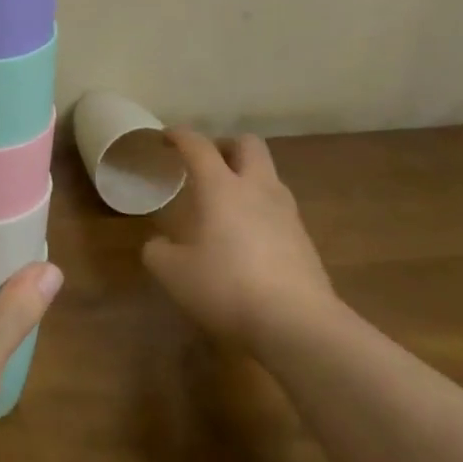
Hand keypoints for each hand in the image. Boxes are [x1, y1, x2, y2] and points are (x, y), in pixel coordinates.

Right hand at [142, 129, 336, 350]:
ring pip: (268, 175)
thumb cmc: (227, 287)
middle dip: (225, 146)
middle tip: (206, 164)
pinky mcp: (304, 239)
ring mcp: (286, 212)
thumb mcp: (173, 274)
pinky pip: (279, 207)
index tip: (165, 138)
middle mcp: (257, 188)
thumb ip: (158, 252)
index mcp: (221, 186)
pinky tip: (247, 237)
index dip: (179, 136)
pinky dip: (260, 209)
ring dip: (247, 177)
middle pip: (248, 144)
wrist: (298, 325)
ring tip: (226, 203)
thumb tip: (158, 244)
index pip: (198, 145)